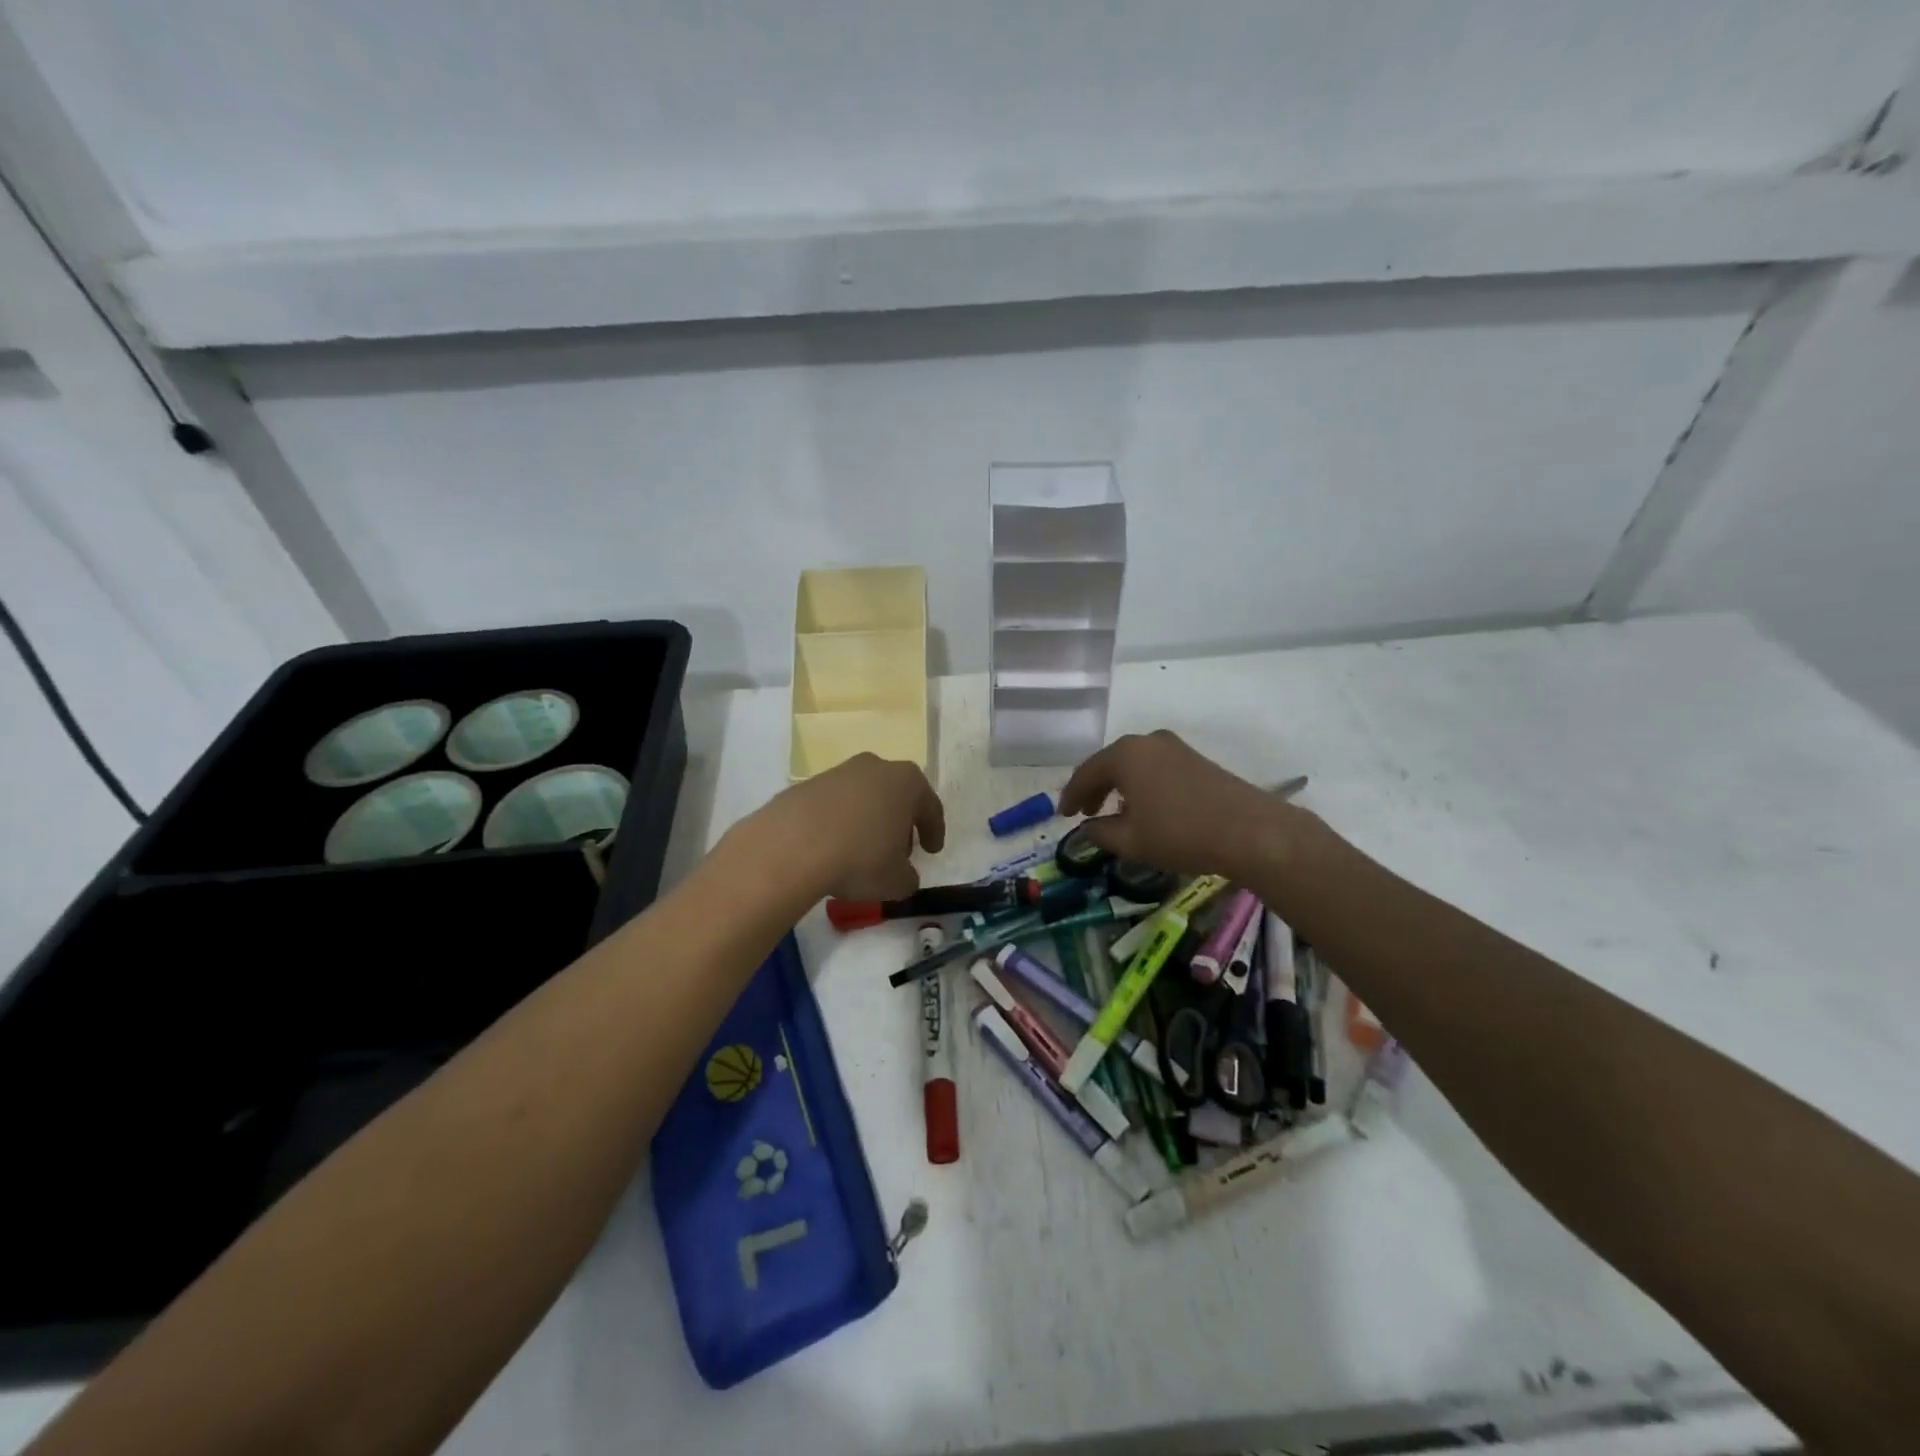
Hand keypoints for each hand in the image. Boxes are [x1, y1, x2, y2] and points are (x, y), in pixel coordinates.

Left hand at [735, 753, 945, 902]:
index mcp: (907, 782)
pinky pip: (833, 806)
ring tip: (861, 852)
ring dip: (867, 821)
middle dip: (899, 822)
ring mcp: (838, 772)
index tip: (932, 851)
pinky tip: (832, 848)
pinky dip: (838, 823)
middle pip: (896, 796)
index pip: (930, 807)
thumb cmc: (860, 858)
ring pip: (863, 798)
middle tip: (899, 851)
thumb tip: (903, 876)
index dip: (934, 831)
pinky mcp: (807, 785)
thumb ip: (908, 877)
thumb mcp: (896, 881)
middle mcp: (875, 767)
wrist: (792, 846)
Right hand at [1058, 730, 1299, 878]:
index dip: (1071, 796)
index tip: (1062, 816)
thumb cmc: (1180, 833)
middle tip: (1084, 812)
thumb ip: (1101, 833)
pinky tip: (1145, 807)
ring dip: (1118, 786)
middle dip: (1094, 788)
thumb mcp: (1131, 841)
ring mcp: (1174, 747)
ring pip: (1133, 764)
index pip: (1086, 773)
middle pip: (1109, 763)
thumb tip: (1089, 829)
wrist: (1249, 831)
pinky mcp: (1195, 759)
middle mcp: (1147, 742)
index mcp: (1125, 754)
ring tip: (1113, 812)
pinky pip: (1154, 767)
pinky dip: (1141, 784)